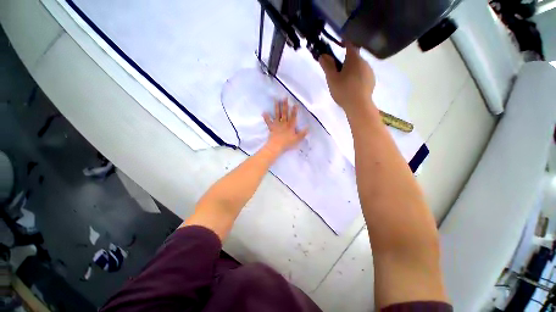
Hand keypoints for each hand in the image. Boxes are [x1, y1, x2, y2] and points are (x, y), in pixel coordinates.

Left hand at [263, 99, 307, 153]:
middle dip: (285, 105)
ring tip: (276, 100)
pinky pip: (268, 121)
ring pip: (277, 114)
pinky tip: (264, 112)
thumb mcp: (297, 139)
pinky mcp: (271, 127)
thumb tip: (308, 128)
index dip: (294, 110)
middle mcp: (284, 123)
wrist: (276, 146)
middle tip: (284, 97)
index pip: (293, 117)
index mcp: (290, 125)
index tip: (295, 103)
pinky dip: (266, 117)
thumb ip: (302, 133)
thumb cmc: (287, 143)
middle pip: (284, 113)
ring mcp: (277, 124)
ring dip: (276, 107)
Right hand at [319, 42, 375, 114]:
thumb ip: (327, 66)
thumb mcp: (332, 79)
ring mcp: (369, 71)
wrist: (358, 105)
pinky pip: (363, 75)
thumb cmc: (343, 90)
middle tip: (337, 72)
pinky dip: (357, 77)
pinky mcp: (372, 80)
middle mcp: (364, 62)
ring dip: (352, 70)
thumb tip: (322, 55)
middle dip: (346, 61)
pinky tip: (352, 87)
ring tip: (345, 82)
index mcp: (354, 59)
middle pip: (354, 57)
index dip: (344, 43)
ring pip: (359, 67)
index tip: (339, 46)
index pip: (350, 44)